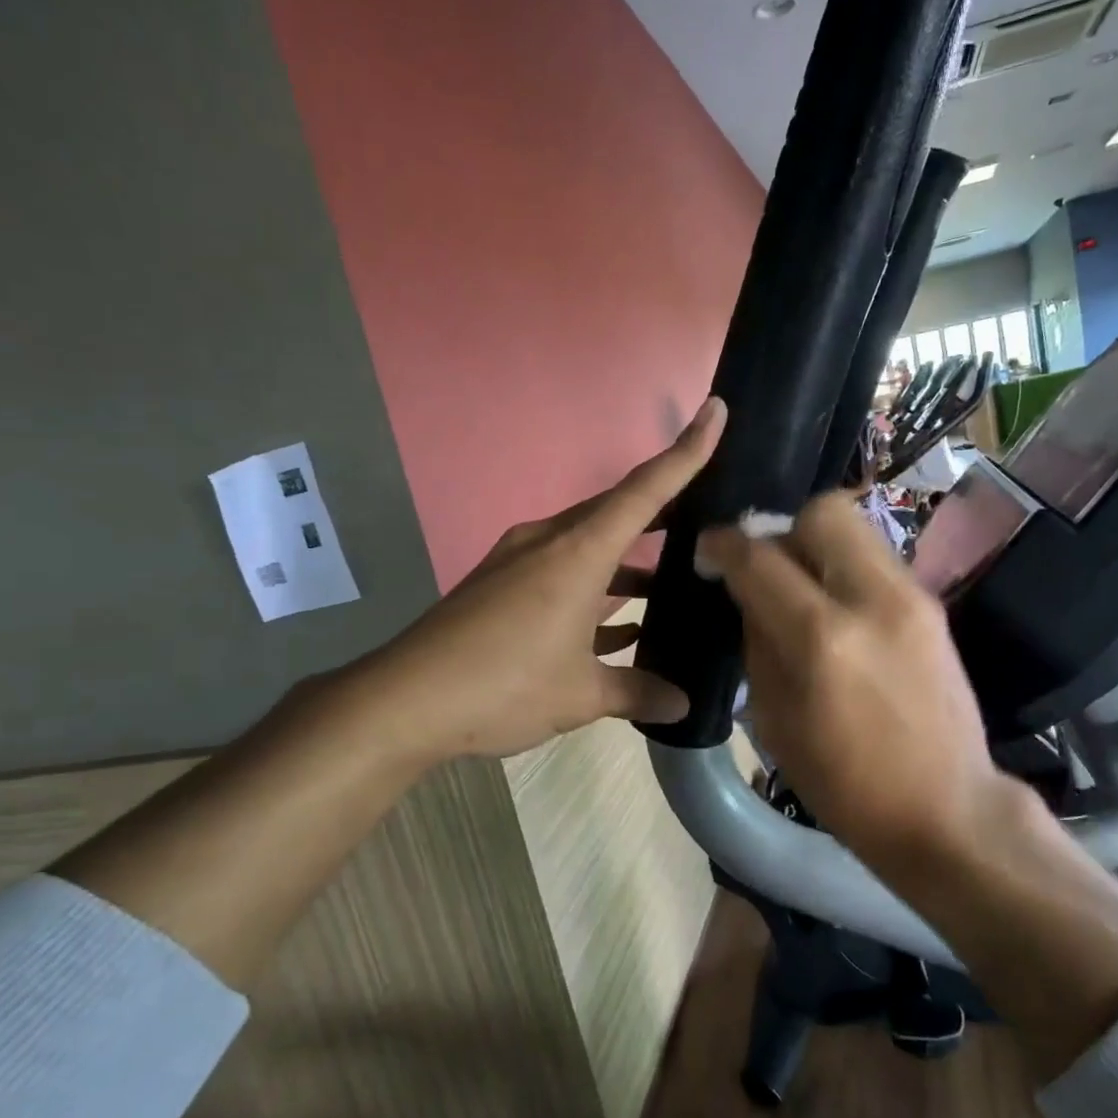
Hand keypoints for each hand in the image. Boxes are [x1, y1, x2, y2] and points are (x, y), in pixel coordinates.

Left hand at [368, 397, 726, 760]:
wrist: (402, 703)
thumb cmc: (502, 685)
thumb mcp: (580, 695)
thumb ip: (637, 693)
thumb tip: (682, 706)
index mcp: (578, 554)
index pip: (644, 491)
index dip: (685, 452)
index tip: (715, 411)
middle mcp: (550, 543)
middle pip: (617, 512)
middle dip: (664, 512)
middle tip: (710, 517)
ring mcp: (520, 562)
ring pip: (591, 545)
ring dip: (629, 561)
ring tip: (672, 581)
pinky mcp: (501, 586)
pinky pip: (563, 572)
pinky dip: (595, 590)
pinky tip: (620, 624)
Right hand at [699, 490, 1117, 1079]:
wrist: (947, 809)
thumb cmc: (845, 784)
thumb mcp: (774, 719)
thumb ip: (758, 641)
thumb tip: (748, 591)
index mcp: (821, 638)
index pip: (760, 558)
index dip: (724, 544)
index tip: (708, 549)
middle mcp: (871, 599)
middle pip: (822, 511)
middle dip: (784, 529)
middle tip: (770, 568)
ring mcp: (912, 596)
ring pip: (856, 527)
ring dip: (818, 545)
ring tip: (804, 589)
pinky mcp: (933, 605)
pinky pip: (876, 559)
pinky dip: (847, 569)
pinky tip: (840, 610)